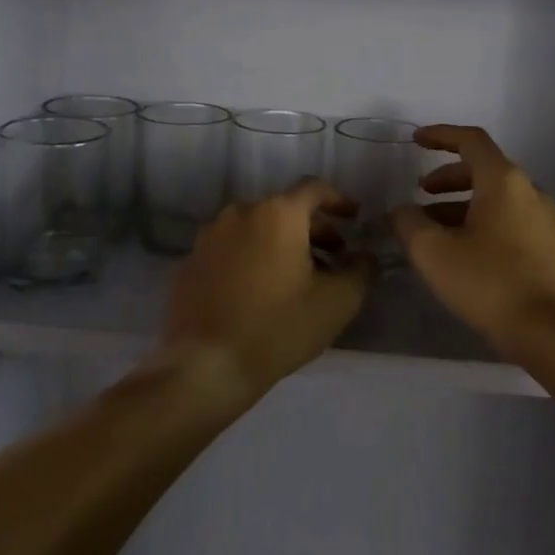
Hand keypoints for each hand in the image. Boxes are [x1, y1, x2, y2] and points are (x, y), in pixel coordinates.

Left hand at [162, 179, 374, 392]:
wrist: (204, 366)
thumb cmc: (278, 328)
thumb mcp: (337, 302)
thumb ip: (360, 270)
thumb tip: (364, 255)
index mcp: (277, 213)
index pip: (314, 189)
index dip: (339, 200)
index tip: (354, 217)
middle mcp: (240, 213)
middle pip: (284, 209)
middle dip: (314, 229)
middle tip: (334, 258)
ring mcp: (209, 237)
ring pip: (256, 229)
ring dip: (282, 244)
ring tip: (298, 278)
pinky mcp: (190, 262)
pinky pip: (231, 249)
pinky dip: (252, 259)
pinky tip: (260, 293)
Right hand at [390, 125, 554, 350]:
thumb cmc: (491, 283)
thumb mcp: (435, 253)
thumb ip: (408, 224)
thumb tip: (399, 211)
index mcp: (504, 181)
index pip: (471, 140)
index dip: (440, 135)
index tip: (415, 141)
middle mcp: (528, 191)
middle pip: (484, 169)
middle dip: (447, 177)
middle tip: (420, 193)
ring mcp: (543, 220)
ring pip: (495, 198)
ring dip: (460, 205)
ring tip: (431, 230)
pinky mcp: (548, 248)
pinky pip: (507, 221)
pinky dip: (479, 223)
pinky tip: (460, 253)